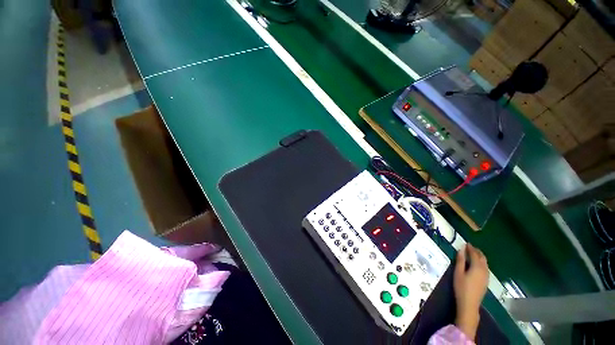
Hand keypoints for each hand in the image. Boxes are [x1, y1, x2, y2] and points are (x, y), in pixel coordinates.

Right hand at [453, 244, 488, 339]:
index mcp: (477, 267)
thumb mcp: (458, 272)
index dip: (471, 248)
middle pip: (483, 258)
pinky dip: (482, 263)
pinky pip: (486, 268)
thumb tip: (461, 249)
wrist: (469, 303)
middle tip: (470, 247)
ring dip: (480, 257)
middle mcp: (484, 270)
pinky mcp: (486, 281)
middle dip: (477, 251)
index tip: (466, 243)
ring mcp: (486, 276)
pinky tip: (477, 264)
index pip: (475, 254)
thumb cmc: (461, 287)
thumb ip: (460, 260)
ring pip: (485, 263)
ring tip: (473, 254)